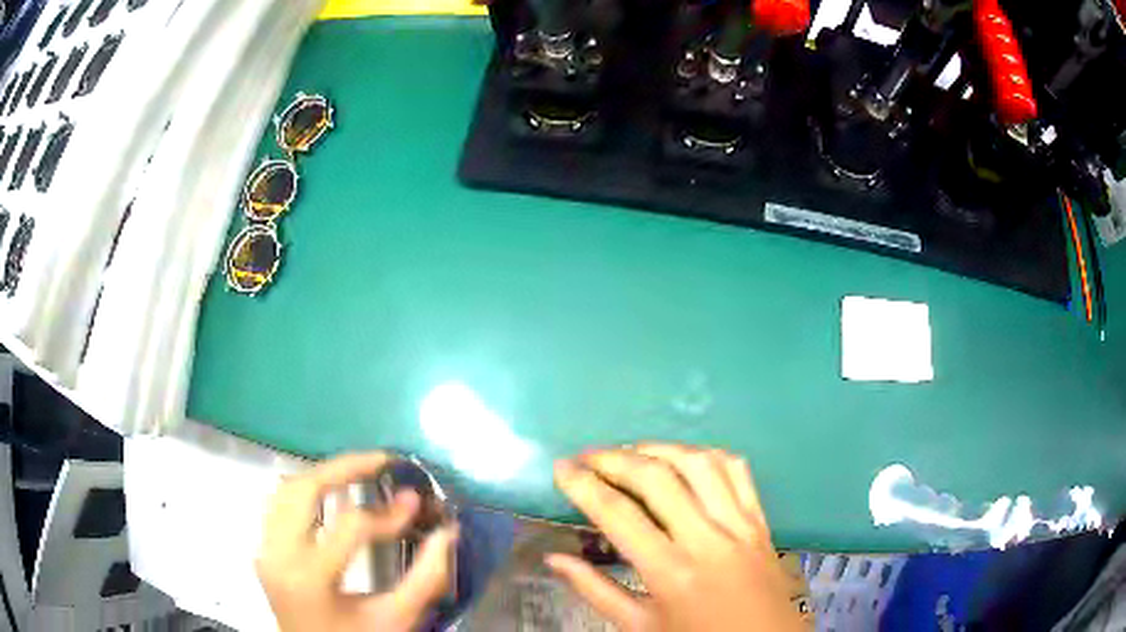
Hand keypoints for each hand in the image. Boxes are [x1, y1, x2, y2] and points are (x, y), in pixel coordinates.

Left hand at [256, 453, 457, 631]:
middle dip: (345, 467)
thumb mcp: (397, 619)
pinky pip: (278, 504)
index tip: (416, 503)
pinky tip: (330, 492)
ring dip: (323, 475)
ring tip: (359, 471)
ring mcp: (266, 549)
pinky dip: (305, 490)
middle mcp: (279, 555)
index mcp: (310, 577)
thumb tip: (448, 532)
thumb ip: (426, 578)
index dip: (387, 513)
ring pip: (286, 489)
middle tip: (381, 461)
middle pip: (304, 490)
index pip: (349, 526)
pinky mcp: (264, 549)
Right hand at [547, 444, 806, 630]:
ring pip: (699, 464)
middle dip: (614, 459)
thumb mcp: (639, 626)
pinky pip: (738, 471)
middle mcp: (707, 540)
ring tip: (631, 453)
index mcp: (671, 573)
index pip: (618, 514)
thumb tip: (554, 558)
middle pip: (657, 478)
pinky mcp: (761, 521)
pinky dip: (707, 455)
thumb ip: (595, 590)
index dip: (583, 484)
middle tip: (587, 457)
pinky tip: (685, 459)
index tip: (561, 468)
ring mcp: (739, 525)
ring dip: (660, 448)